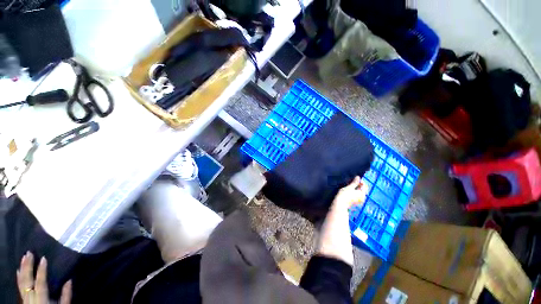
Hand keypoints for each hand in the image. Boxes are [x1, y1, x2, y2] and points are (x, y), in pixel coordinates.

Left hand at [17, 251, 71, 303]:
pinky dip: (19, 277)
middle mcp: (31, 296)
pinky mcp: (23, 297)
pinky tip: (18, 270)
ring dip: (23, 268)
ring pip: (22, 281)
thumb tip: (70, 280)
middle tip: (29, 253)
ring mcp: (25, 297)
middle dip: (28, 266)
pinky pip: (19, 285)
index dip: (41, 270)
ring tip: (24, 257)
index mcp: (41, 298)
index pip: (40, 282)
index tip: (44, 258)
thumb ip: (66, 295)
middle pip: (27, 280)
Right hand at [331, 176, 367, 210]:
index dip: (360, 181)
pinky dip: (354, 191)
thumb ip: (355, 182)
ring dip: (355, 188)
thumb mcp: (349, 187)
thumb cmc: (344, 195)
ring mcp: (359, 200)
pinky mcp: (355, 201)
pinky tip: (348, 190)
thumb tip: (358, 177)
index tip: (354, 178)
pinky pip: (356, 195)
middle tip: (351, 181)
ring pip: (359, 191)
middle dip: (358, 184)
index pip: (364, 185)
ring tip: (349, 185)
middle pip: (362, 189)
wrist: (340, 204)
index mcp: (362, 193)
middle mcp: (362, 197)